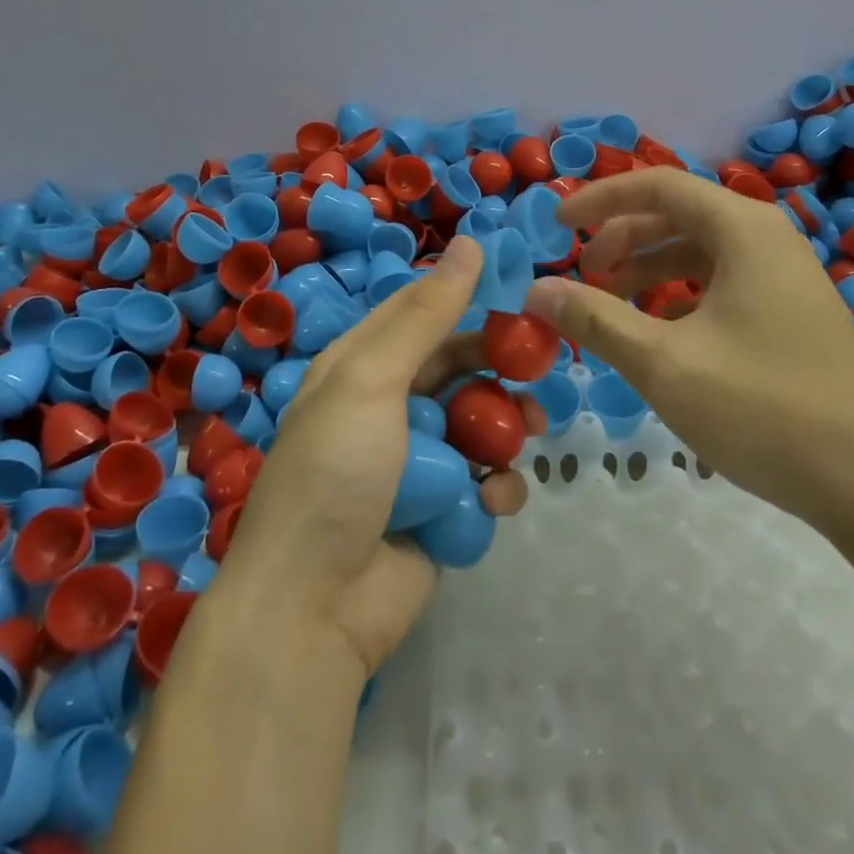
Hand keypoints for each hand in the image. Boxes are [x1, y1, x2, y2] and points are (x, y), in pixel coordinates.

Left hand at [213, 236, 546, 676]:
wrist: (312, 610)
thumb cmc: (336, 474)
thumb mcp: (372, 382)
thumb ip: (425, 315)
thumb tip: (470, 242)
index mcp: (359, 367)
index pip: (420, 312)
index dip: (467, 295)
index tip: (520, 288)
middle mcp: (387, 408)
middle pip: (458, 367)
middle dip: (498, 366)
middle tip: (541, 364)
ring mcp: (417, 463)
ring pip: (479, 424)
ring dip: (506, 425)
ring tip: (529, 429)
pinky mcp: (442, 512)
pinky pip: (483, 483)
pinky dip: (496, 488)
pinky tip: (494, 499)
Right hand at [523, 168, 853, 541]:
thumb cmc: (764, 409)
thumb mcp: (664, 364)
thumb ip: (595, 320)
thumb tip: (537, 290)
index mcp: (743, 230)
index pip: (657, 185)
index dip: (600, 199)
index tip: (558, 224)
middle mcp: (767, 239)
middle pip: (677, 215)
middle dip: (621, 238)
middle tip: (582, 274)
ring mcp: (784, 277)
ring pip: (699, 252)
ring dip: (647, 269)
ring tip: (609, 303)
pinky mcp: (791, 314)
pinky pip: (721, 283)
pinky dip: (679, 295)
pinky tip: (658, 333)